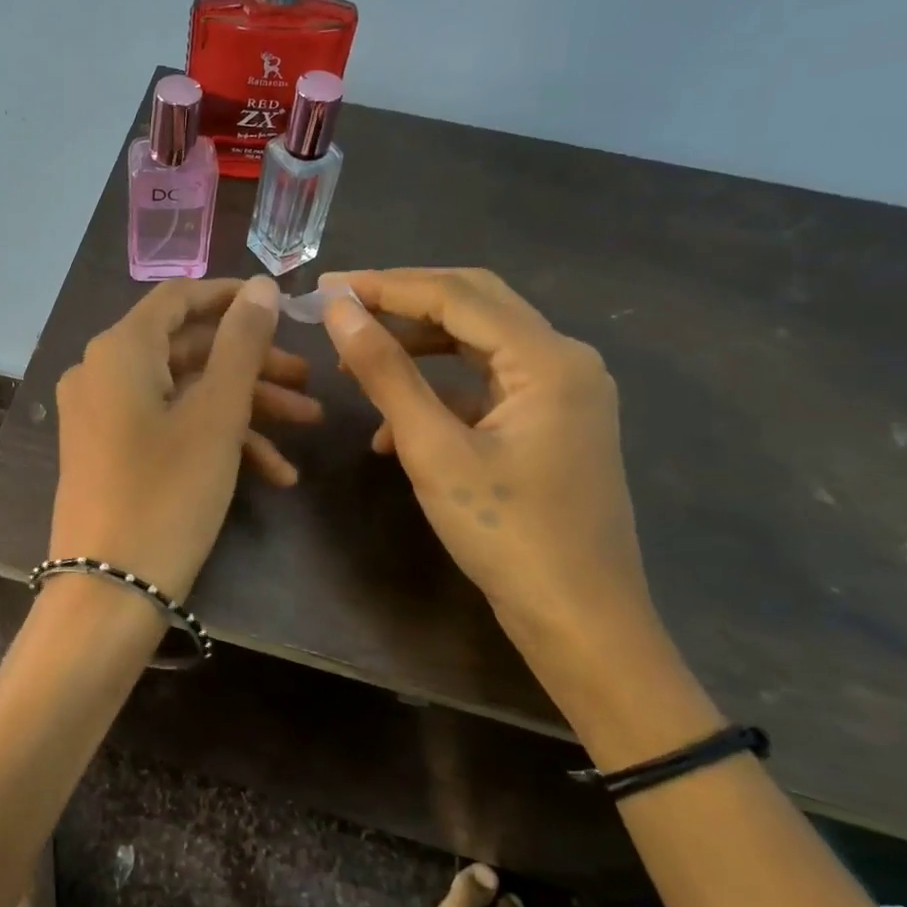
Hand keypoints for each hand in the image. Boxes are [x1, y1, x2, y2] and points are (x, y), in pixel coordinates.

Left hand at [49, 276, 313, 602]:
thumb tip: (262, 287)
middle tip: (309, 382)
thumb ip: (241, 344)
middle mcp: (102, 371)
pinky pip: (166, 427)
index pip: (179, 298)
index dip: (233, 296)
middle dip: (253, 366)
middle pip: (188, 349)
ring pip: (184, 392)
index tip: (283, 307)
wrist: (108, 592)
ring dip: (245, 408)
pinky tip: (273, 473)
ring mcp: (103, 414)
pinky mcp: (110, 451)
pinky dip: (215, 439)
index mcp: (120, 349)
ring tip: (306, 427)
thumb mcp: (216, 416)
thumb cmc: (167, 494)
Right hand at [321, 268, 660, 694]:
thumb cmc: (507, 534)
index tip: (326, 287)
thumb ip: (386, 372)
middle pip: (474, 305)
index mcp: (547, 359)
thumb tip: (340, 310)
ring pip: (477, 344)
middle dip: (403, 303)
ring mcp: (561, 392)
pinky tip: (392, 428)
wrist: (581, 621)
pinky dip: (437, 392)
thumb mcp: (434, 450)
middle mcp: (564, 360)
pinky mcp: (550, 422)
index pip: (456, 295)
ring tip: (357, 362)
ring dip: (417, 347)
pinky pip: (485, 386)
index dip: (386, 285)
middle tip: (342, 307)